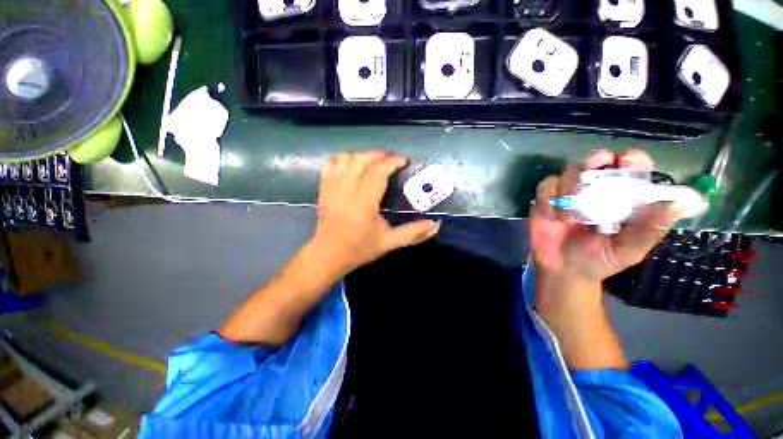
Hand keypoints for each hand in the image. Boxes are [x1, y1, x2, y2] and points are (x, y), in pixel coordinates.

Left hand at [311, 150, 439, 272]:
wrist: (328, 255)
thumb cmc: (359, 249)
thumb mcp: (389, 243)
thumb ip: (413, 233)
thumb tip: (435, 225)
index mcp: (363, 204)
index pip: (377, 173)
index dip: (391, 163)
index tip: (403, 161)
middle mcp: (345, 191)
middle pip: (360, 161)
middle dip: (378, 155)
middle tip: (391, 159)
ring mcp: (331, 188)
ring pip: (345, 159)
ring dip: (362, 155)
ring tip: (375, 160)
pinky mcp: (323, 189)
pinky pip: (331, 165)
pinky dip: (343, 159)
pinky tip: (353, 164)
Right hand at [530, 150, 681, 284]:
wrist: (561, 270)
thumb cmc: (598, 260)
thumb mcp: (628, 250)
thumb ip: (649, 229)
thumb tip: (679, 204)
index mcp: (623, 197)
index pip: (631, 167)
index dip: (631, 159)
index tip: (626, 162)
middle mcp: (596, 189)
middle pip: (596, 161)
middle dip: (594, 162)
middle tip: (593, 172)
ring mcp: (568, 193)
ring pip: (568, 172)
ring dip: (567, 189)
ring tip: (569, 217)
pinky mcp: (546, 199)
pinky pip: (545, 186)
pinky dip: (547, 199)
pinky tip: (552, 217)